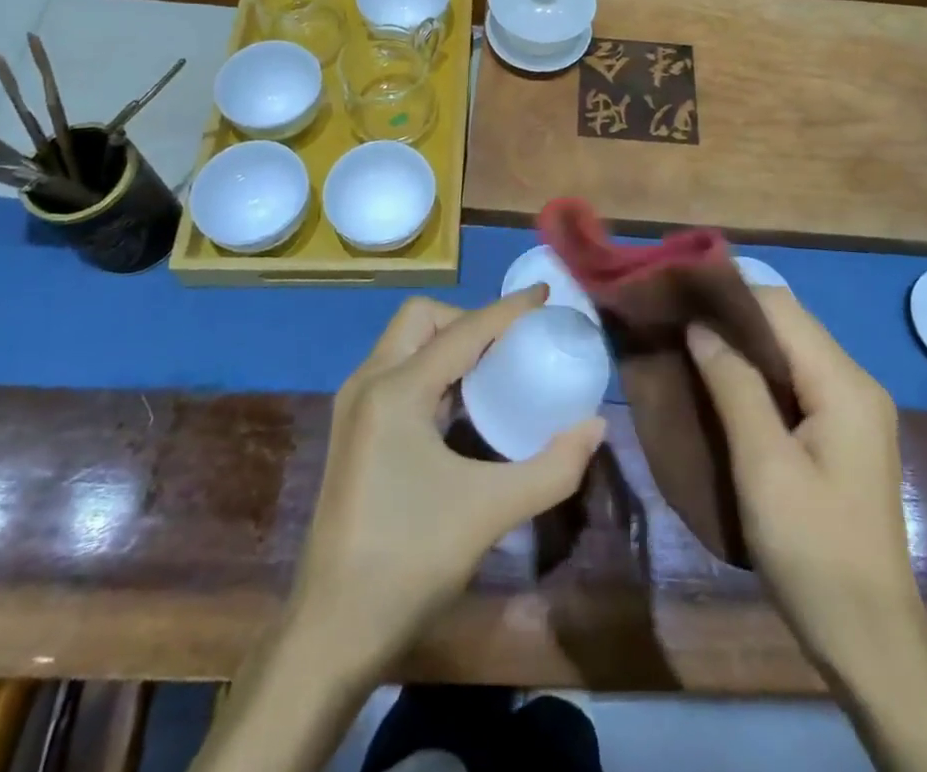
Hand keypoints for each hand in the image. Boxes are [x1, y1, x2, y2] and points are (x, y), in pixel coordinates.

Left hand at [287, 287, 607, 680]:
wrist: (331, 633)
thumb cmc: (410, 561)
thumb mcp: (491, 511)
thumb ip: (552, 467)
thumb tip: (595, 426)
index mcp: (397, 390)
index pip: (463, 330)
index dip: (508, 309)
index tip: (545, 294)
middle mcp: (369, 383)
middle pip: (421, 318)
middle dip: (468, 319)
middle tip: (509, 345)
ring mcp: (354, 407)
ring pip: (404, 342)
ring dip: (447, 342)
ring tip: (492, 369)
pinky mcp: (352, 431)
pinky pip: (396, 372)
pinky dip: (431, 369)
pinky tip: (459, 407)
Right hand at [687, 290, 919, 678]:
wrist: (870, 644)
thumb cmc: (813, 552)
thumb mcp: (764, 466)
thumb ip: (734, 386)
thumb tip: (700, 325)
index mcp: (844, 384)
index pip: (780, 308)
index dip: (728, 294)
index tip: (678, 293)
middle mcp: (856, 384)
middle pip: (787, 325)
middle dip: (732, 317)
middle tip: (676, 321)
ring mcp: (853, 410)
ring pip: (789, 352)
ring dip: (742, 347)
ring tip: (688, 346)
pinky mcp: (842, 435)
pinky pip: (796, 382)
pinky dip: (758, 375)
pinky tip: (722, 384)